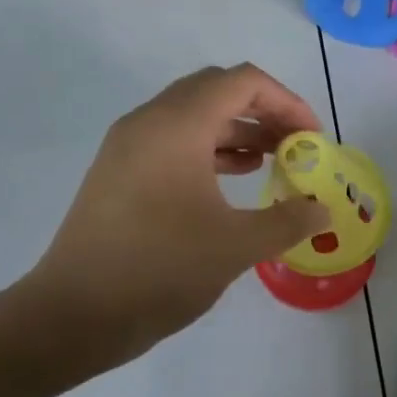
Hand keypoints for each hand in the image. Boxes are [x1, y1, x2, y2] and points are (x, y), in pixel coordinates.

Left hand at [24, 64, 332, 365]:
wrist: (75, 314)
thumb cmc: (160, 270)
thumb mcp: (236, 246)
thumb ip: (288, 220)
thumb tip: (321, 210)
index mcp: (178, 125)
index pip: (242, 82)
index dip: (286, 102)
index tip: (312, 138)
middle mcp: (149, 121)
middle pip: (216, 89)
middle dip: (263, 111)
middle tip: (295, 145)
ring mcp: (128, 145)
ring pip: (193, 114)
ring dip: (236, 129)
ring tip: (272, 160)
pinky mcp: (118, 171)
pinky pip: (172, 139)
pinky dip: (208, 148)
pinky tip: (232, 178)